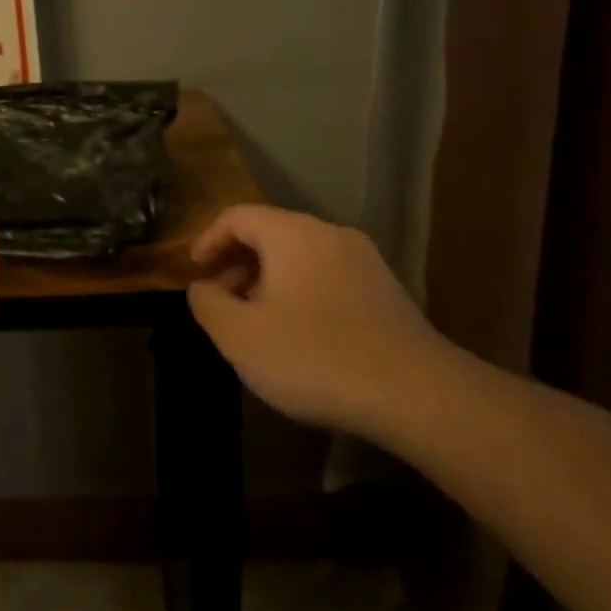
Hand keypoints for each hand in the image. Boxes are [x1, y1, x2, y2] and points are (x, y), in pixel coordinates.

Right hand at [187, 206, 449, 433]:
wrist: (417, 394)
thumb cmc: (314, 357)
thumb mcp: (239, 336)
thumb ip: (207, 304)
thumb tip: (200, 287)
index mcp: (292, 234)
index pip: (237, 216)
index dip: (207, 240)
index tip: (193, 273)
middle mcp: (330, 235)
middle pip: (270, 233)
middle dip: (237, 263)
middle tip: (220, 301)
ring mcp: (364, 262)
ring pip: (301, 257)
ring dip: (268, 280)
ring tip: (255, 321)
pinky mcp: (386, 291)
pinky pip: (327, 277)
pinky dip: (300, 292)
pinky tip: (298, 335)